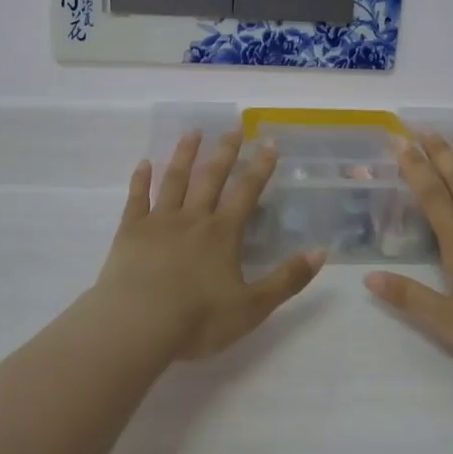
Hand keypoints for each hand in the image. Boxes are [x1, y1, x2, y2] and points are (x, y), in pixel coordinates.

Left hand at [94, 130, 324, 360]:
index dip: (260, 166)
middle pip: (211, 178)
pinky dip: (141, 180)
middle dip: (225, 152)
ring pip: (174, 180)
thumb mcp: (252, 307)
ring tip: (192, 133)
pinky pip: (137, 199)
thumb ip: (286, 279)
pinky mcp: (130, 232)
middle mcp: (193, 219)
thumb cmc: (198, 319)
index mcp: (223, 234)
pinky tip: (144, 163)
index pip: (246, 192)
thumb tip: (321, 252)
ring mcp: (159, 222)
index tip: (269, 141)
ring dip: (185, 155)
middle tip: (233, 128)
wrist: (137, 325)